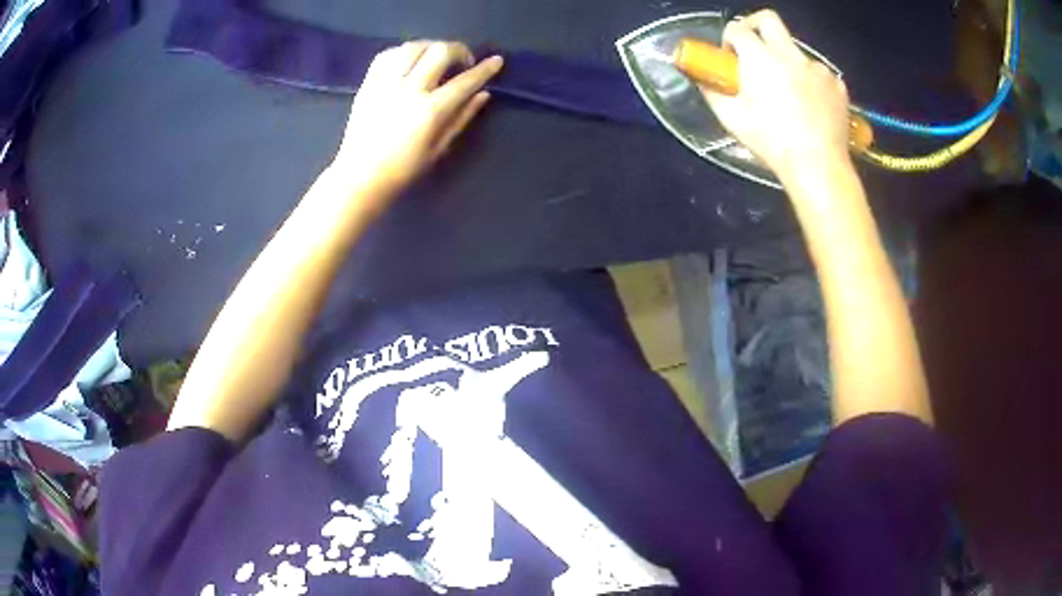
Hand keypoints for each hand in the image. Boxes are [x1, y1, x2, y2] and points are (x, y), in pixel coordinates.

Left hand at [334, 41, 503, 204]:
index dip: (485, 69)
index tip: (496, 61)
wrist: (359, 178)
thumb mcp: (438, 149)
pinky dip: (402, 52)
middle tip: (462, 62)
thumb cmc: (402, 171)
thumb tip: (483, 94)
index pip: (465, 81)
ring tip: (435, 58)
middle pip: (439, 52)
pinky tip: (408, 61)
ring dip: (430, 47)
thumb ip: (462, 118)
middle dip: (458, 50)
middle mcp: (409, 90)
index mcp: (430, 111)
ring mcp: (385, 85)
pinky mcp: (367, 85)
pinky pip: (386, 56)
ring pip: (412, 47)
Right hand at [702, 11, 851, 182]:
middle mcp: (790, 54)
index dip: (730, 40)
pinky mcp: (837, 84)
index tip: (731, 57)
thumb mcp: (732, 119)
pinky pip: (818, 74)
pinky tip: (810, 107)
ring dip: (787, 63)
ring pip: (796, 52)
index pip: (738, 29)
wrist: (819, 167)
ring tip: (789, 95)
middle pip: (769, 19)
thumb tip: (702, 78)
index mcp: (760, 59)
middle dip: (755, 27)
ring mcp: (817, 68)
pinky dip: (810, 83)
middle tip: (754, 50)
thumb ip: (713, 92)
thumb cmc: (772, 143)